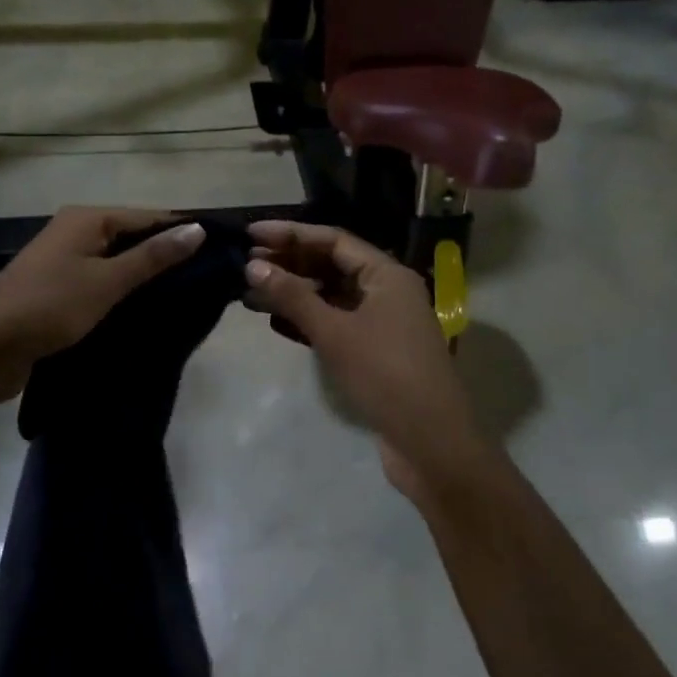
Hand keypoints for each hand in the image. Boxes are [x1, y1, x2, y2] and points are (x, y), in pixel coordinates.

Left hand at [0, 207, 205, 405]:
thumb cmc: (49, 306)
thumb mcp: (106, 281)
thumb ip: (152, 257)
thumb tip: (197, 228)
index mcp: (87, 219)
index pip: (147, 217)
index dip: (181, 231)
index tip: (219, 251)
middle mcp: (75, 233)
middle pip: (131, 238)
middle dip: (165, 257)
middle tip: (208, 280)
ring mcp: (64, 264)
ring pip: (116, 265)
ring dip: (144, 280)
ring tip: (188, 298)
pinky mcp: (58, 293)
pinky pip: (101, 286)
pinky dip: (123, 296)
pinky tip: (148, 314)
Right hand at [244, 221, 476, 504]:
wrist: (431, 442)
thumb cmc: (385, 374)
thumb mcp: (335, 332)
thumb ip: (293, 297)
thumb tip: (253, 265)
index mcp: (386, 275)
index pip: (332, 240)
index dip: (290, 234)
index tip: (251, 233)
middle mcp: (386, 291)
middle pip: (331, 265)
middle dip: (289, 263)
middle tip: (245, 263)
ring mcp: (381, 322)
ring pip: (330, 296)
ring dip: (293, 292)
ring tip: (251, 292)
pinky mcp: (373, 351)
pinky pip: (335, 322)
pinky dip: (307, 319)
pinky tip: (275, 321)